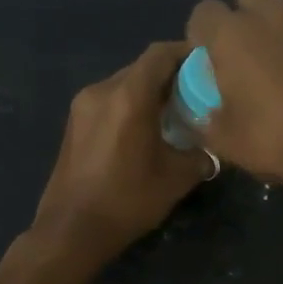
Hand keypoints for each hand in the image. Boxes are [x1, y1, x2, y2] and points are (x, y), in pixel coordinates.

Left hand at [31, 42, 207, 265]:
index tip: (208, 64)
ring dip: (149, 92)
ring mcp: (83, 105)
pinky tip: (145, 130)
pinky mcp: (74, 122)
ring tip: (173, 115)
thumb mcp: (176, 178)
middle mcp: (102, 90)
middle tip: (196, 94)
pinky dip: (130, 105)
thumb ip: (200, 153)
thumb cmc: (127, 201)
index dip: (186, 53)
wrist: (71, 230)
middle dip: (171, 76)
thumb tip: (212, 146)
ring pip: (125, 84)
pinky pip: (109, 100)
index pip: (161, 54)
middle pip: (142, 67)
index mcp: (129, 96)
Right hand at [186, 0, 282, 203]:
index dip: (201, 35)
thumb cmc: (277, 141)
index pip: (204, 12)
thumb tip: (200, 113)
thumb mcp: (225, 141)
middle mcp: (273, 16)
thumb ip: (204, 120)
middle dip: (242, 20)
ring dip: (276, 32)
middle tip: (245, 60)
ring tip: (281, 72)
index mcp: (234, 35)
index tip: (208, 63)